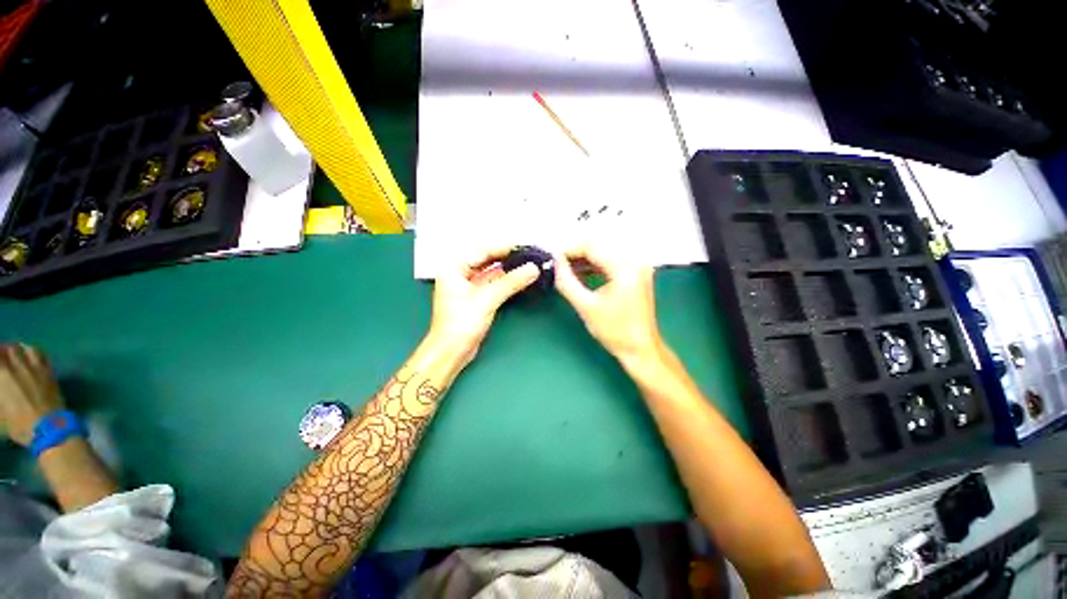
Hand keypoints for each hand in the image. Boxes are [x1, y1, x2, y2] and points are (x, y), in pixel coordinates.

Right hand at [0, 345, 64, 446]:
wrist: (47, 427)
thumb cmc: (18, 423)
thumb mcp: (0, 412)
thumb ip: (0, 393)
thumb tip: (2, 386)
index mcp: (2, 375)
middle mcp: (19, 366)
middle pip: (11, 349)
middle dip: (5, 350)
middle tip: (3, 355)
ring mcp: (37, 368)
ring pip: (27, 348)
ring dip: (21, 348)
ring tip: (17, 352)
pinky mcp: (50, 372)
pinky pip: (44, 356)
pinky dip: (36, 352)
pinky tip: (33, 356)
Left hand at [429, 247, 539, 364]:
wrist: (451, 352)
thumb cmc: (460, 325)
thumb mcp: (486, 300)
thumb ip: (510, 282)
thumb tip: (532, 268)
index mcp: (454, 268)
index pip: (483, 251)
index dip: (505, 247)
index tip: (525, 245)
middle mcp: (460, 273)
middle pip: (488, 259)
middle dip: (508, 257)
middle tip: (530, 254)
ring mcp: (468, 285)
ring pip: (492, 271)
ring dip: (509, 269)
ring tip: (529, 263)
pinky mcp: (476, 297)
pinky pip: (494, 283)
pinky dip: (506, 280)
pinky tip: (520, 277)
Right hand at [555, 246, 662, 361]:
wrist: (641, 349)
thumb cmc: (615, 331)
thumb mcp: (586, 306)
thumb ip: (566, 281)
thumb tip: (554, 262)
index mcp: (625, 267)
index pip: (591, 246)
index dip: (568, 249)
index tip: (551, 258)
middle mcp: (634, 261)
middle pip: (598, 246)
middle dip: (574, 253)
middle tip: (555, 264)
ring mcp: (637, 266)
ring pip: (602, 252)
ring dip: (582, 259)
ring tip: (563, 269)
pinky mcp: (635, 273)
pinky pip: (609, 261)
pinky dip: (593, 266)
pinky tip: (579, 273)